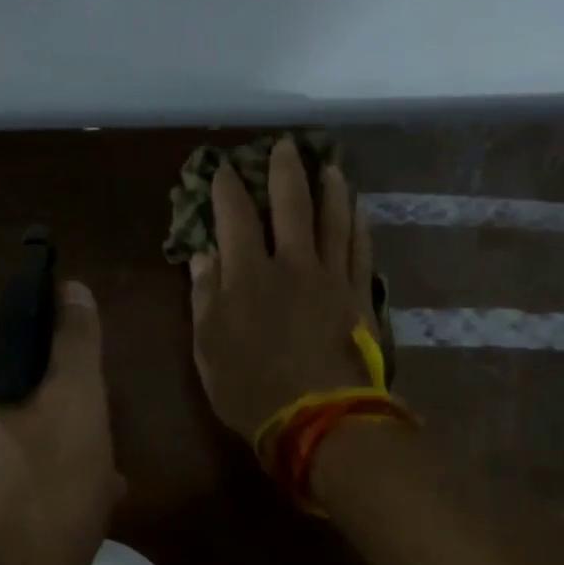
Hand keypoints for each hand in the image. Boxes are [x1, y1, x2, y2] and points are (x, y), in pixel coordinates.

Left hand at [0, 282, 122, 564]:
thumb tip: (72, 291)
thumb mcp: (76, 407)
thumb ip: (76, 341)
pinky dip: (25, 473)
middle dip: (55, 398)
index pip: (4, 324)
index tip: (91, 368)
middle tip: (100, 427)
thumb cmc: (40, 499)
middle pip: (3, 379)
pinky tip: (67, 503)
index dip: (54, 335)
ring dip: (48, 439)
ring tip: (98, 472)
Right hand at [190, 136, 378, 439]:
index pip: (235, 217)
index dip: (227, 189)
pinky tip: (358, 208)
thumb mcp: (208, 348)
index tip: (223, 169)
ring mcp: (331, 277)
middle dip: (285, 171)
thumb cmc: (251, 388)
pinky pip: (360, 249)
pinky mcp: (358, 295)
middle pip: (291, 205)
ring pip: (333, 219)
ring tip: (330, 166)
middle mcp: (292, 263)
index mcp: (248, 274)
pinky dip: (358, 224)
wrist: (319, 419)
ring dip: (331, 188)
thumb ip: (205, 296)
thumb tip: (203, 255)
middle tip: (286, 145)